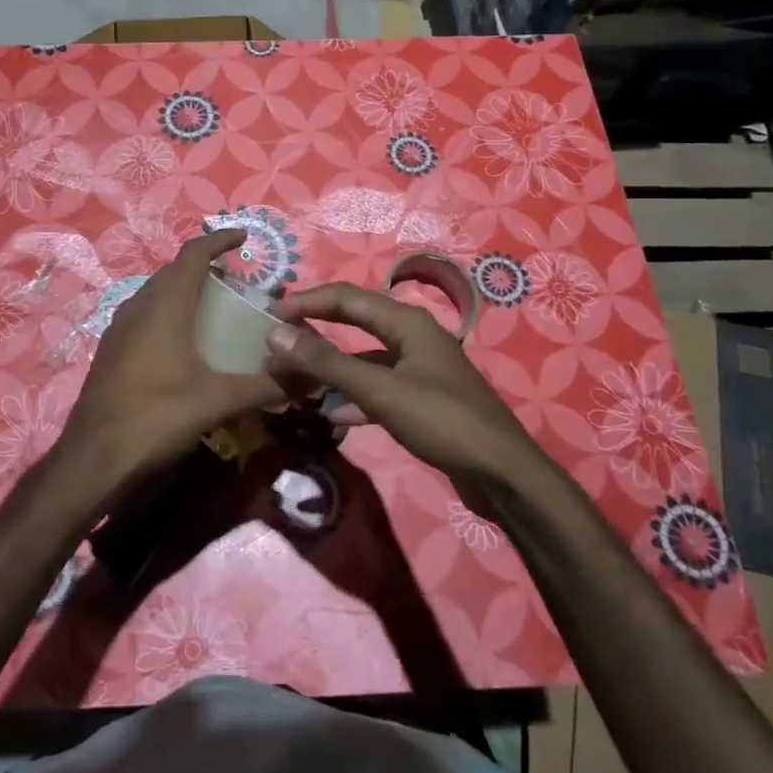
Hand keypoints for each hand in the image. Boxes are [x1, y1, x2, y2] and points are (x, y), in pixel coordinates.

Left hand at [57, 230, 285, 494]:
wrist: (93, 458)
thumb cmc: (156, 417)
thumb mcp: (218, 402)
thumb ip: (265, 387)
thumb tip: (309, 378)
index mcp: (164, 306)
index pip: (193, 254)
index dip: (218, 240)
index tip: (244, 238)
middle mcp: (138, 307)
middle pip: (174, 271)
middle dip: (205, 268)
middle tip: (237, 282)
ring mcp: (119, 328)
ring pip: (156, 293)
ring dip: (185, 291)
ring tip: (215, 309)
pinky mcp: (111, 350)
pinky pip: (145, 315)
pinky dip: (169, 313)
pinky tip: (185, 343)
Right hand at [263, 283, 539, 486]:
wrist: (503, 474)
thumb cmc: (443, 421)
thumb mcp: (381, 391)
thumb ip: (327, 362)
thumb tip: (276, 334)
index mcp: (407, 322)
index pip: (345, 297)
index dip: (306, 301)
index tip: (269, 313)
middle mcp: (413, 336)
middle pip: (355, 320)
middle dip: (316, 326)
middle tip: (278, 334)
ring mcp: (419, 368)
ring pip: (365, 356)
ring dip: (332, 365)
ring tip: (297, 376)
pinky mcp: (422, 398)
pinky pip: (378, 386)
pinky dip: (354, 395)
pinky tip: (333, 414)